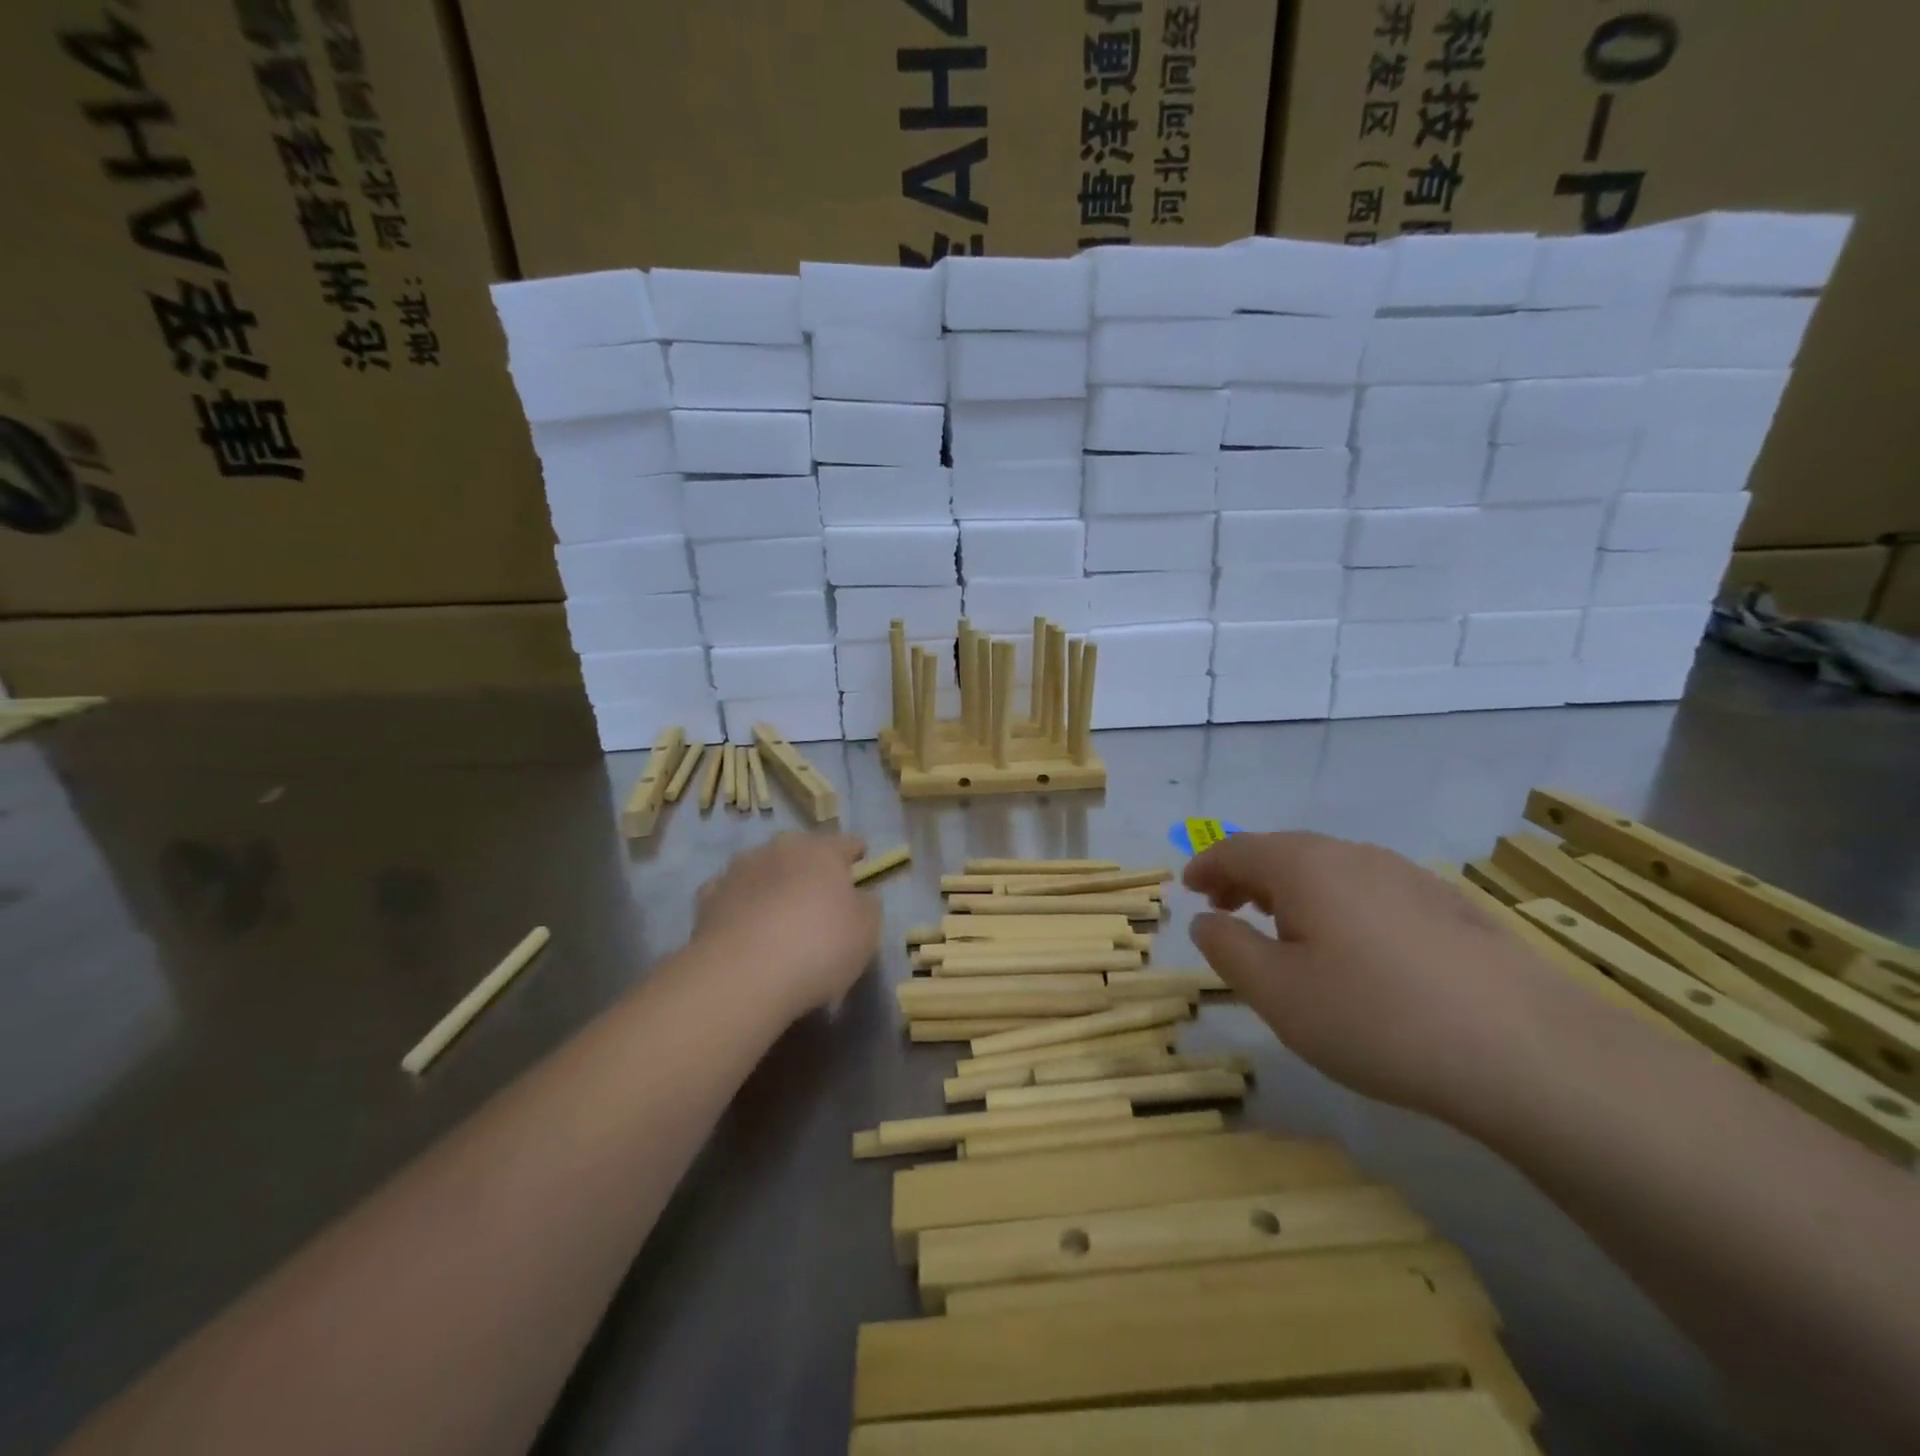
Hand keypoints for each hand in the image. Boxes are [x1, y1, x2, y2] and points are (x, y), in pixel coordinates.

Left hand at [692, 833, 881, 1019]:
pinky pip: (733, 898)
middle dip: (811, 868)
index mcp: (821, 850)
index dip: (856, 851)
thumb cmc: (819, 946)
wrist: (742, 976)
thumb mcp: (866, 930)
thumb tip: (857, 897)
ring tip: (780, 916)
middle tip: (820, 896)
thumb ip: (866, 905)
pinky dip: (742, 907)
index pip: (846, 842)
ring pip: (764, 871)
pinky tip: (746, 928)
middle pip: (801, 852)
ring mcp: (738, 872)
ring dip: (774, 885)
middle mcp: (778, 849)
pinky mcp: (707, 900)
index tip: (860, 860)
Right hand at [1184, 832, 1581, 1119]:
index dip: (1206, 866)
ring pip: (1330, 870)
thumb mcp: (1277, 993)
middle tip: (1226, 910)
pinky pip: (1370, 890)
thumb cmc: (1375, 1017)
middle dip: (1246, 877)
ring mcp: (1407, 876)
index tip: (1188, 889)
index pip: (1237, 849)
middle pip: (1283, 852)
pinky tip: (1354, 948)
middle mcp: (1353, 855)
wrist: (1526, 1050)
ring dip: (1292, 891)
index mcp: (1303, 865)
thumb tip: (1207, 921)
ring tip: (1284, 929)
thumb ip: (1227, 949)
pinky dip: (1338, 905)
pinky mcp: (1448, 906)